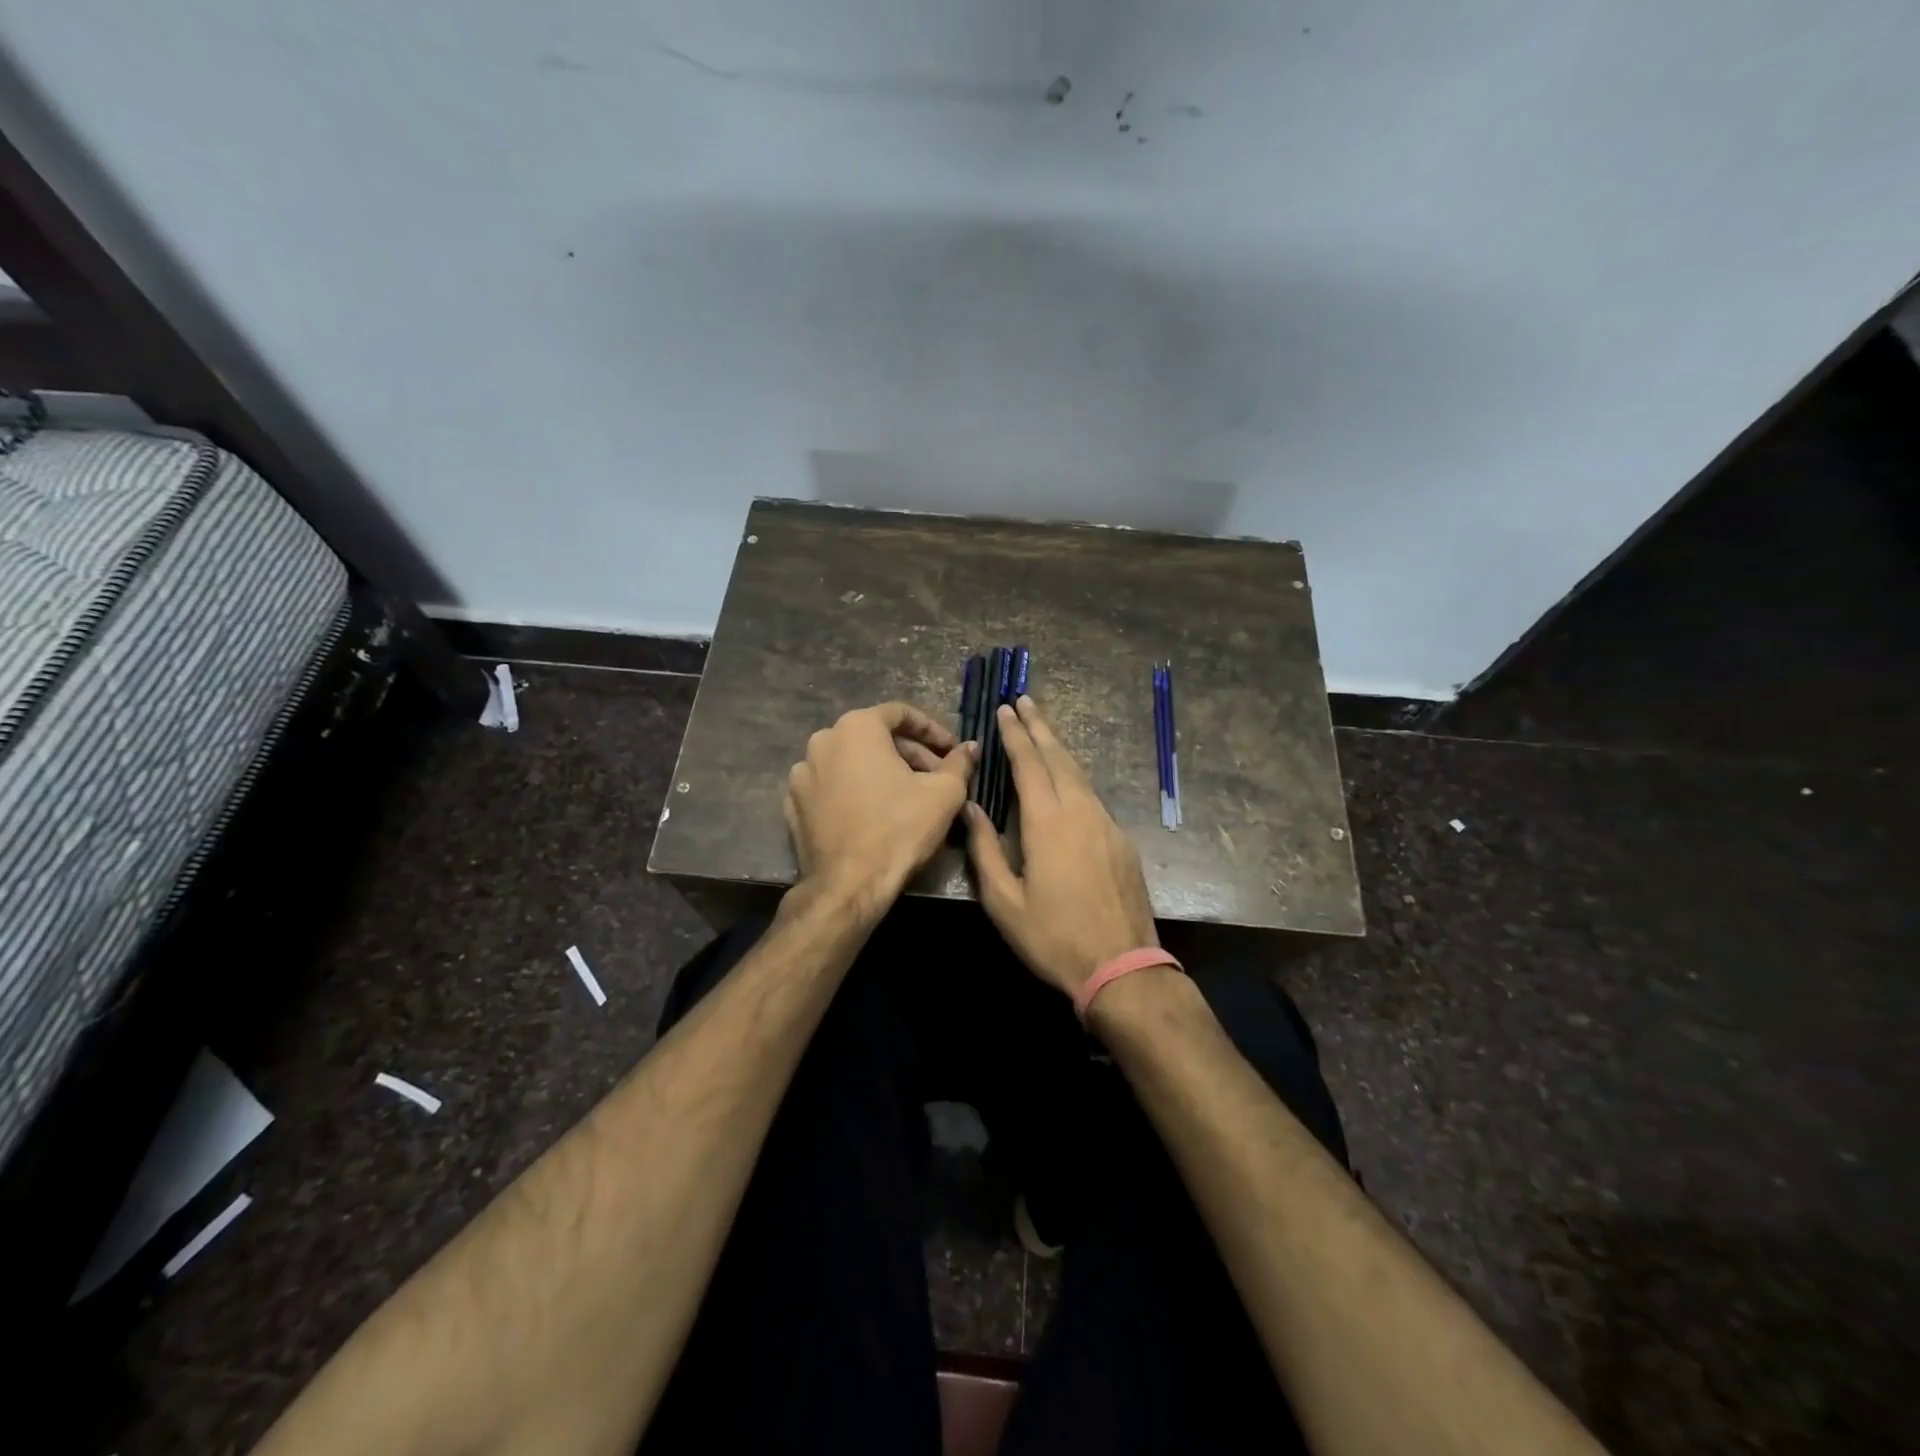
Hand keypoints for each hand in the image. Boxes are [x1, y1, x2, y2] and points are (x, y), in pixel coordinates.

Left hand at [784, 702, 974, 914]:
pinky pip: (831, 787)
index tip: (952, 750)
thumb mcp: (944, 793)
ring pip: (851, 762)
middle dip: (910, 754)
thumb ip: (959, 762)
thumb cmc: (899, 829)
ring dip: (882, 772)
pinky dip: (855, 792)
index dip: (932, 729)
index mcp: (856, 728)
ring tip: (908, 796)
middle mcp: (822, 741)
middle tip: (937, 777)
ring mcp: (802, 774)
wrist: (847, 886)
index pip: (900, 713)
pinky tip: (875, 814)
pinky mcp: (793, 805)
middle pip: (874, 737)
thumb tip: (970, 747)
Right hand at [962, 695, 1157, 997]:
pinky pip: (1093, 795)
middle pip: (1059, 757)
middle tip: (1025, 701)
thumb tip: (971, 807)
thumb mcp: (1004, 901)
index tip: (1005, 709)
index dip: (1015, 735)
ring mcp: (1106, 824)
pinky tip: (1068, 778)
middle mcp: (1081, 812)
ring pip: (1080, 773)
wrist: (1122, 966)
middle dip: (1040, 727)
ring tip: (1043, 729)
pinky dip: (1075, 775)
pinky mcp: (1121, 840)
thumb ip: (985, 849)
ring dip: (1060, 747)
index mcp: (1048, 822)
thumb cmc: (1053, 937)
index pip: (1029, 764)